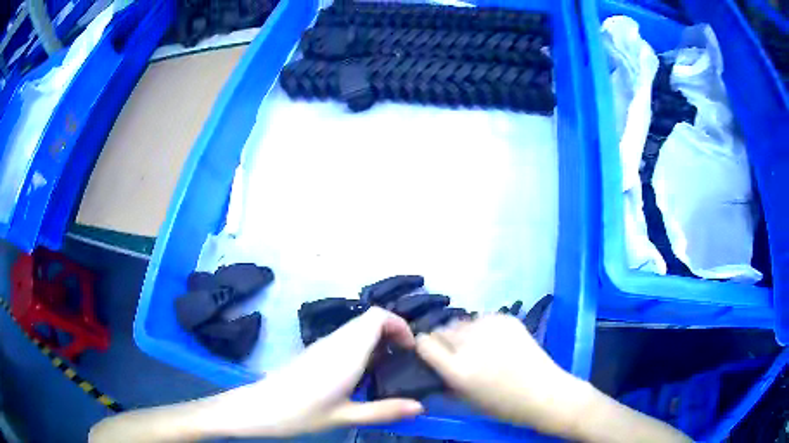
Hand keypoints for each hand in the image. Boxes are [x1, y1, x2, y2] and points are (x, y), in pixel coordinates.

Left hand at [201, 307, 423, 437]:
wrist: (261, 408)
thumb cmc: (303, 412)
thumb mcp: (346, 416)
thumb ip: (384, 410)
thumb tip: (421, 407)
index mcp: (347, 353)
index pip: (377, 316)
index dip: (399, 324)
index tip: (412, 348)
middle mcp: (336, 342)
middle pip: (370, 319)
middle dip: (393, 332)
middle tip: (406, 360)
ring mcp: (324, 345)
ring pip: (358, 328)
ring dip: (378, 340)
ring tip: (389, 368)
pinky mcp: (316, 352)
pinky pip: (346, 338)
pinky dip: (363, 346)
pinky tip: (364, 373)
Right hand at [415, 314, 593, 437]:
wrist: (543, 392)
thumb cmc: (502, 405)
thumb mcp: (465, 399)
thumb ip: (445, 379)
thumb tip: (433, 364)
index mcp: (457, 368)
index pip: (425, 343)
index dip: (424, 347)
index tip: (429, 352)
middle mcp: (470, 344)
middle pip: (442, 329)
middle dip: (444, 340)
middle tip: (457, 352)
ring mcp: (490, 327)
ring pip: (462, 322)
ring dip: (464, 333)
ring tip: (479, 346)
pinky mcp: (506, 318)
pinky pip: (483, 318)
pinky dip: (483, 327)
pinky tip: (497, 340)